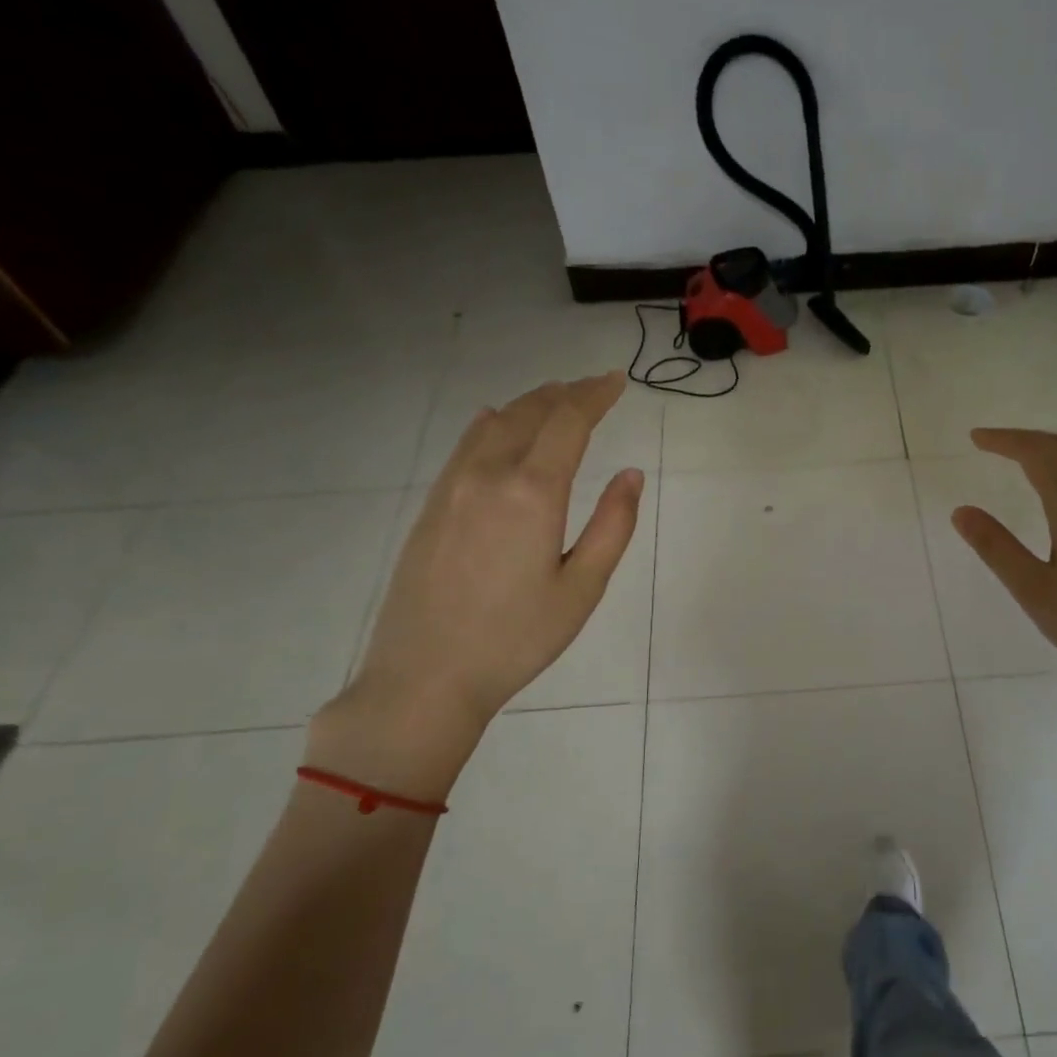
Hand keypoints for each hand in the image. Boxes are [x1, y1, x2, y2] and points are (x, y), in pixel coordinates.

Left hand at [307, 373, 644, 801]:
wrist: (424, 676)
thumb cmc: (516, 639)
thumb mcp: (582, 589)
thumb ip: (612, 526)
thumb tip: (631, 475)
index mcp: (532, 493)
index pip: (568, 422)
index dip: (594, 395)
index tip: (616, 380)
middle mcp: (488, 476)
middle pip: (529, 413)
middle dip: (565, 393)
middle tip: (593, 386)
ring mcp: (452, 488)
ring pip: (493, 424)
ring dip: (529, 404)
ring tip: (555, 399)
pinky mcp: (431, 507)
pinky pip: (465, 446)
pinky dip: (491, 424)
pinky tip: (496, 423)